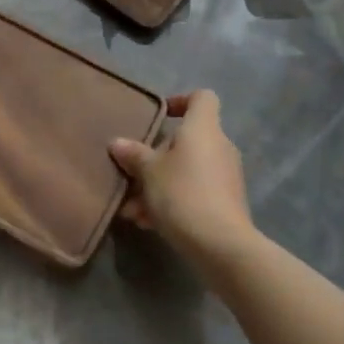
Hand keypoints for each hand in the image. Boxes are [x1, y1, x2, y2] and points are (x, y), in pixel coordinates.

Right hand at [109, 90, 261, 283]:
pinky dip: (172, 202)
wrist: (221, 245)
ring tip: (132, 209)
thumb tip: (117, 143)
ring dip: (158, 185)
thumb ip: (133, 155)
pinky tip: (147, 223)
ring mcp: (225, 176)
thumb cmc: (182, 194)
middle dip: (157, 157)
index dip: (181, 101)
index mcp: (203, 128)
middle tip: (133, 175)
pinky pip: (194, 192)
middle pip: (187, 139)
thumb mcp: (149, 173)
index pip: (202, 98)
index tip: (160, 117)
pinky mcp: (226, 203)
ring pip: (186, 170)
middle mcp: (219, 146)